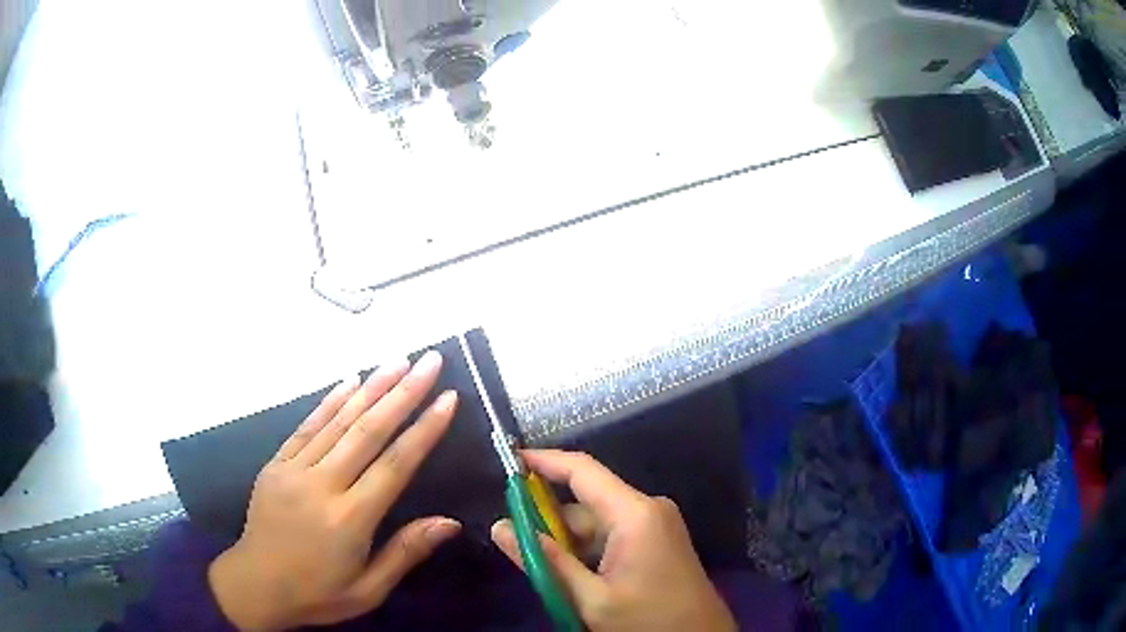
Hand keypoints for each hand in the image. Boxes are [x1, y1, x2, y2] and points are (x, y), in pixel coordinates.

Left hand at [208, 351, 460, 630]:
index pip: (395, 465)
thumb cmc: (318, 593)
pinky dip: (330, 401)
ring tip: (398, 361)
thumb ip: (405, 553)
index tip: (447, 399)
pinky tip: (350, 382)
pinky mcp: (276, 464)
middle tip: (429, 362)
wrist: (256, 585)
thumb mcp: (368, 590)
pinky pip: (306, 426)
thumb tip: (450, 522)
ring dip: (371, 388)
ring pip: (338, 421)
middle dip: (403, 393)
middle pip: (368, 431)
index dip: (423, 430)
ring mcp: (294, 469)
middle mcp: (322, 485)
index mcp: (349, 519)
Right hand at [491, 450, 735, 631]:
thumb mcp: (590, 598)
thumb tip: (499, 527)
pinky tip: (574, 576)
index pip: (582, 470)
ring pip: (596, 521)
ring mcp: (656, 523)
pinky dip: (587, 549)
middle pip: (585, 501)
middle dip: (549, 520)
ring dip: (567, 541)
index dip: (543, 461)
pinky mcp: (657, 539)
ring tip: (545, 571)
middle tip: (515, 544)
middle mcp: (647, 508)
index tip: (507, 460)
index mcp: (635, 514)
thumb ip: (544, 561)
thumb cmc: (647, 620)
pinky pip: (612, 533)